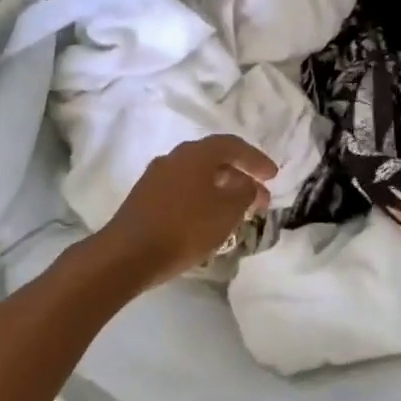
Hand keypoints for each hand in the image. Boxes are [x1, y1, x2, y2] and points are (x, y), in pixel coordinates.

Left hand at [94, 135, 276, 290]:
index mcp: (196, 154)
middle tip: (260, 199)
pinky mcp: (145, 198)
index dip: (256, 159)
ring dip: (221, 190)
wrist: (126, 255)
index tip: (274, 176)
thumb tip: (247, 184)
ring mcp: (156, 177)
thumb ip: (244, 193)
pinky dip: (202, 199)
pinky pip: (183, 191)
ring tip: (237, 212)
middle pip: (214, 160)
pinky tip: (208, 221)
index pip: (233, 145)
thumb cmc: (183, 228)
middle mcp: (175, 158)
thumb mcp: (226, 211)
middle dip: (240, 177)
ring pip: (198, 177)